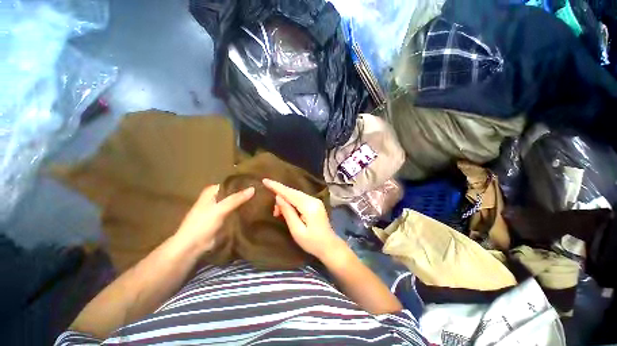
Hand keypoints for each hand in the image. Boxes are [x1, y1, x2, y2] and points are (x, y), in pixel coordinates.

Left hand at [175, 185, 253, 252]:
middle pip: (233, 193)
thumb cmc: (202, 224)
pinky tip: (253, 209)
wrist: (192, 246)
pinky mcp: (223, 219)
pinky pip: (235, 211)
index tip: (255, 182)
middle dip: (244, 192)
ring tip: (260, 198)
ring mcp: (219, 209)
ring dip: (244, 202)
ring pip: (235, 202)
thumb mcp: (220, 209)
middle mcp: (216, 198)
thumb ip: (236, 199)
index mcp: (211, 192)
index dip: (242, 183)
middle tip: (261, 190)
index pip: (229, 183)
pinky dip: (242, 210)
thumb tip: (253, 188)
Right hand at [262, 178, 344, 260]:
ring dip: (286, 200)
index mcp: (309, 206)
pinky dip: (292, 202)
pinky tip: (287, 210)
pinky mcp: (315, 203)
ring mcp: (316, 200)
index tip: (265, 181)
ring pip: (296, 195)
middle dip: (280, 196)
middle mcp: (313, 199)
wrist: (330, 246)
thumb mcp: (297, 230)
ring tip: (279, 213)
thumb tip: (278, 197)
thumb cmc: (312, 242)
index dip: (277, 187)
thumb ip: (288, 212)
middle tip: (274, 211)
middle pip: (293, 192)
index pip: (290, 193)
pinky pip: (300, 198)